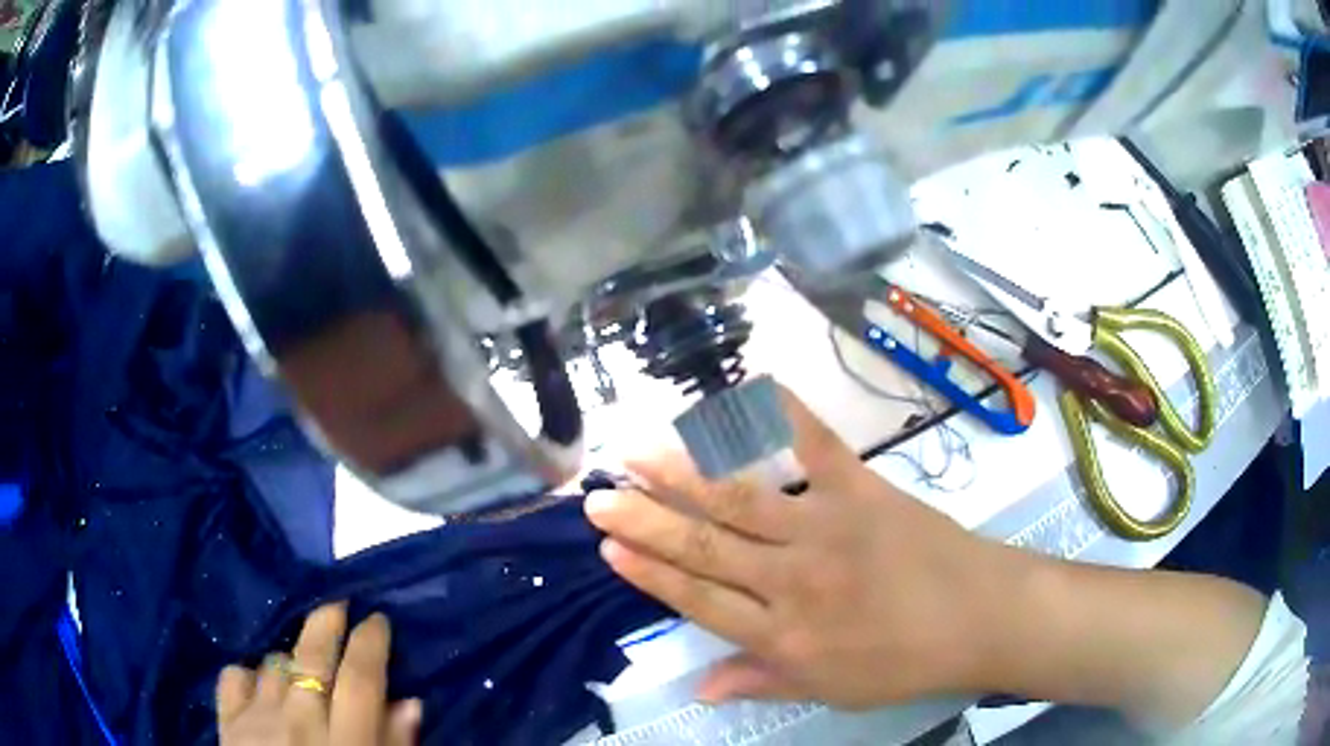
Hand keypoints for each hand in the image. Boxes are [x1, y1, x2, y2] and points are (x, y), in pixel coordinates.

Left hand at [217, 604, 421, 745]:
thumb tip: (409, 703)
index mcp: (344, 743)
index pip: (361, 679)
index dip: (371, 643)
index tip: (377, 619)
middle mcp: (299, 722)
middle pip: (312, 658)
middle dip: (327, 623)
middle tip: (339, 604)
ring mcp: (257, 718)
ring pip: (273, 662)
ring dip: (290, 656)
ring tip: (301, 663)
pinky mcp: (227, 722)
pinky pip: (234, 676)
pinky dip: (249, 674)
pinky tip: (260, 686)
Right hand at [584, 386, 1010, 709]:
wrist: (980, 617)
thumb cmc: (905, 662)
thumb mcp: (830, 690)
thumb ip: (761, 680)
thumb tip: (697, 687)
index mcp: (784, 634)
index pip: (699, 599)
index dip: (650, 572)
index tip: (608, 546)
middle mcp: (792, 579)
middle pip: (705, 546)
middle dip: (644, 520)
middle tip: (597, 496)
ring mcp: (827, 528)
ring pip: (740, 498)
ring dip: (683, 473)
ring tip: (638, 452)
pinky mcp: (862, 489)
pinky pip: (816, 447)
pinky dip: (783, 414)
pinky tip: (748, 388)